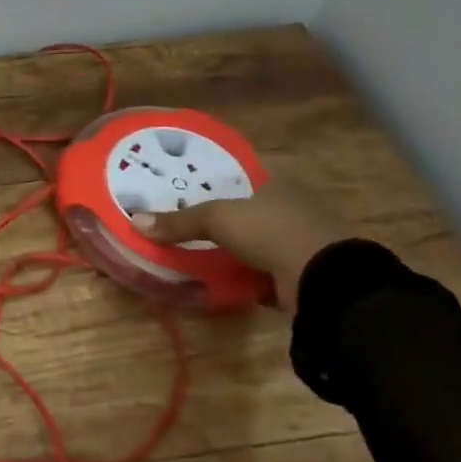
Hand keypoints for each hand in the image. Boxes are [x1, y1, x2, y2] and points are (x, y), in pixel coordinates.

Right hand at [129, 180, 354, 313]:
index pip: (243, 180)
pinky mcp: (309, 275)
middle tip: (195, 230)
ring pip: (263, 243)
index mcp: (278, 184)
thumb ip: (179, 221)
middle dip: (229, 223)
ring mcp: (307, 242)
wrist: (325, 279)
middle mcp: (296, 207)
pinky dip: (255, 278)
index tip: (193, 197)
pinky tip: (232, 281)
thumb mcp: (216, 219)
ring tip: (206, 257)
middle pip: (252, 212)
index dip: (219, 188)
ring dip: (242, 252)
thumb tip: (134, 220)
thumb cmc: (271, 230)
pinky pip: (272, 272)